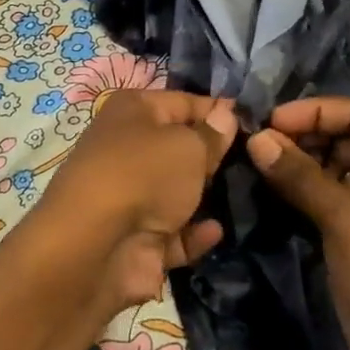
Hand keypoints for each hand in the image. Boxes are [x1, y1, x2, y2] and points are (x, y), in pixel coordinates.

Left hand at [15, 89, 237, 318]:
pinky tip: (216, 231)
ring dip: (205, 197)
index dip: (218, 111)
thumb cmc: (144, 175)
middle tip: (254, 162)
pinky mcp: (137, 240)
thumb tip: (226, 115)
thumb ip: (212, 134)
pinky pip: (175, 233)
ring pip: (178, 192)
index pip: (184, 102)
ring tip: (244, 195)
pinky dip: (195, 234)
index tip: (253, 123)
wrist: (95, 247)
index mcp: (133, 111)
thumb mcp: (189, 146)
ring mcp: (130, 197)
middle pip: (180, 148)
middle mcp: (128, 149)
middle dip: (214, 156)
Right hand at [248, 98, 349, 349]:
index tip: (268, 121)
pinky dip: (304, 187)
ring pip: (335, 164)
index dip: (314, 112)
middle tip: (257, 143)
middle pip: (346, 135)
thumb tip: (256, 137)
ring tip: (258, 160)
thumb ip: (300, 175)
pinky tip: (272, 185)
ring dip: (300, 161)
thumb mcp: (346, 219)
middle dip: (303, 135)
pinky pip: (331, 193)